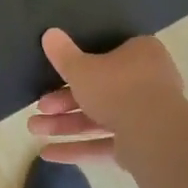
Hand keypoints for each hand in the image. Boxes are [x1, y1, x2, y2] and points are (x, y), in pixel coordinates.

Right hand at [27, 28, 187, 163]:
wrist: (153, 133)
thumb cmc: (117, 87)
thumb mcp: (82, 68)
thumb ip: (63, 55)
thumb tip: (49, 33)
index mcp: (140, 54)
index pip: (107, 55)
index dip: (78, 66)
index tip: (55, 75)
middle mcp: (147, 83)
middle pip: (99, 90)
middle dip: (63, 102)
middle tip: (39, 108)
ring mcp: (146, 117)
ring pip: (99, 119)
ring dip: (65, 125)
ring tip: (34, 130)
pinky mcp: (141, 146)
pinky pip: (104, 144)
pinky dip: (78, 149)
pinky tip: (48, 154)